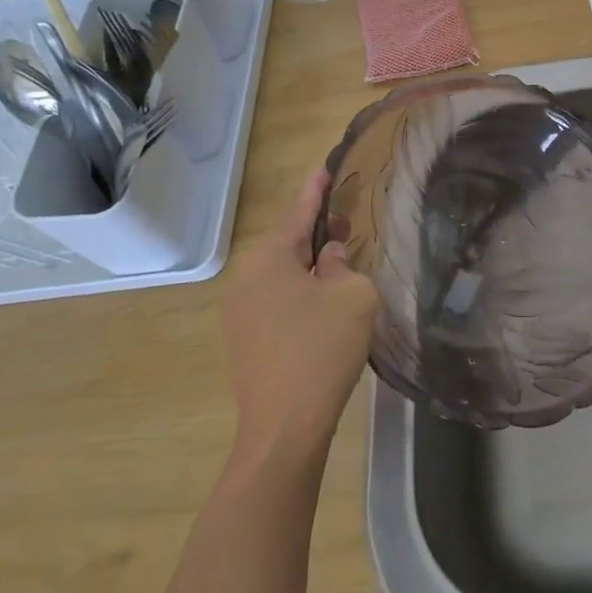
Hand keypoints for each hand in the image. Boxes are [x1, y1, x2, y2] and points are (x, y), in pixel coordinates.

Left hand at [219, 166, 379, 470]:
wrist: (285, 426)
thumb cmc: (322, 350)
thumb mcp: (352, 296)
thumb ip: (344, 264)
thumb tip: (328, 259)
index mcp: (268, 258)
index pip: (298, 212)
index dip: (316, 189)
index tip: (325, 166)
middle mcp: (245, 276)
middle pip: (288, 242)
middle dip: (318, 232)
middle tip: (347, 223)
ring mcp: (239, 308)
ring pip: (282, 271)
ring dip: (311, 264)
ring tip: (342, 263)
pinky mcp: (244, 335)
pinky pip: (275, 296)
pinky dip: (300, 289)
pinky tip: (324, 301)